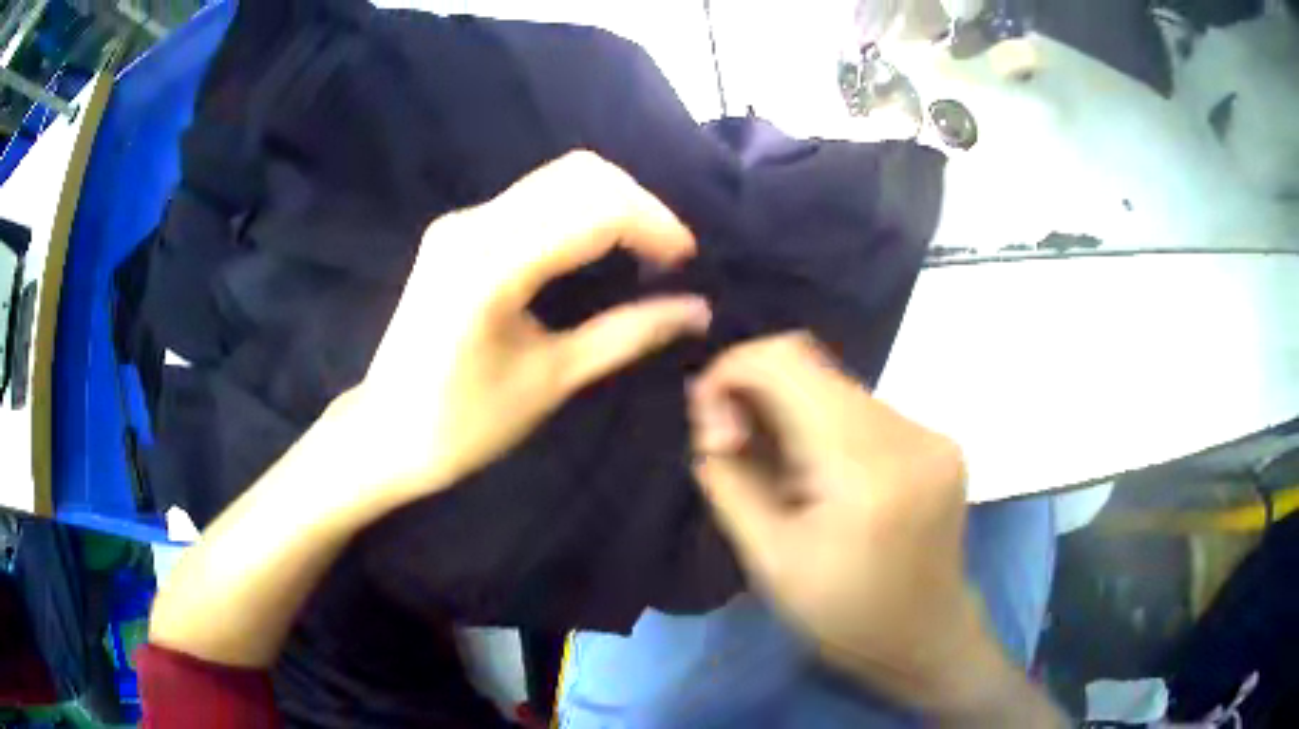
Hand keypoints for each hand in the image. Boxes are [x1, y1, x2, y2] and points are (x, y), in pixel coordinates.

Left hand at [333, 151, 709, 506]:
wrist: (386, 433)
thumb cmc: (464, 425)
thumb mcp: (552, 380)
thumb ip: (627, 334)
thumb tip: (697, 310)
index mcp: (491, 268)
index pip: (593, 210)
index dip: (653, 224)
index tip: (687, 259)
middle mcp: (472, 226)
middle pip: (578, 175)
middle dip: (638, 204)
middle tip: (667, 255)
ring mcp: (460, 223)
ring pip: (557, 178)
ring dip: (610, 203)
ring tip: (643, 250)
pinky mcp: (456, 231)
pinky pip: (532, 197)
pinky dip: (578, 210)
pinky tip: (598, 245)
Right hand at [688, 334, 1001, 711]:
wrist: (926, 637)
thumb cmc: (842, 615)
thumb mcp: (768, 559)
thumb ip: (730, 479)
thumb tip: (709, 418)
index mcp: (864, 467)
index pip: (787, 362)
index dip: (732, 371)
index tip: (711, 424)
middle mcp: (908, 432)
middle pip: (815, 369)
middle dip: (759, 395)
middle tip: (736, 447)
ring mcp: (932, 433)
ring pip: (840, 388)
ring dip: (796, 413)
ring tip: (784, 472)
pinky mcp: (941, 441)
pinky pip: (867, 410)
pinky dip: (830, 427)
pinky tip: (825, 475)